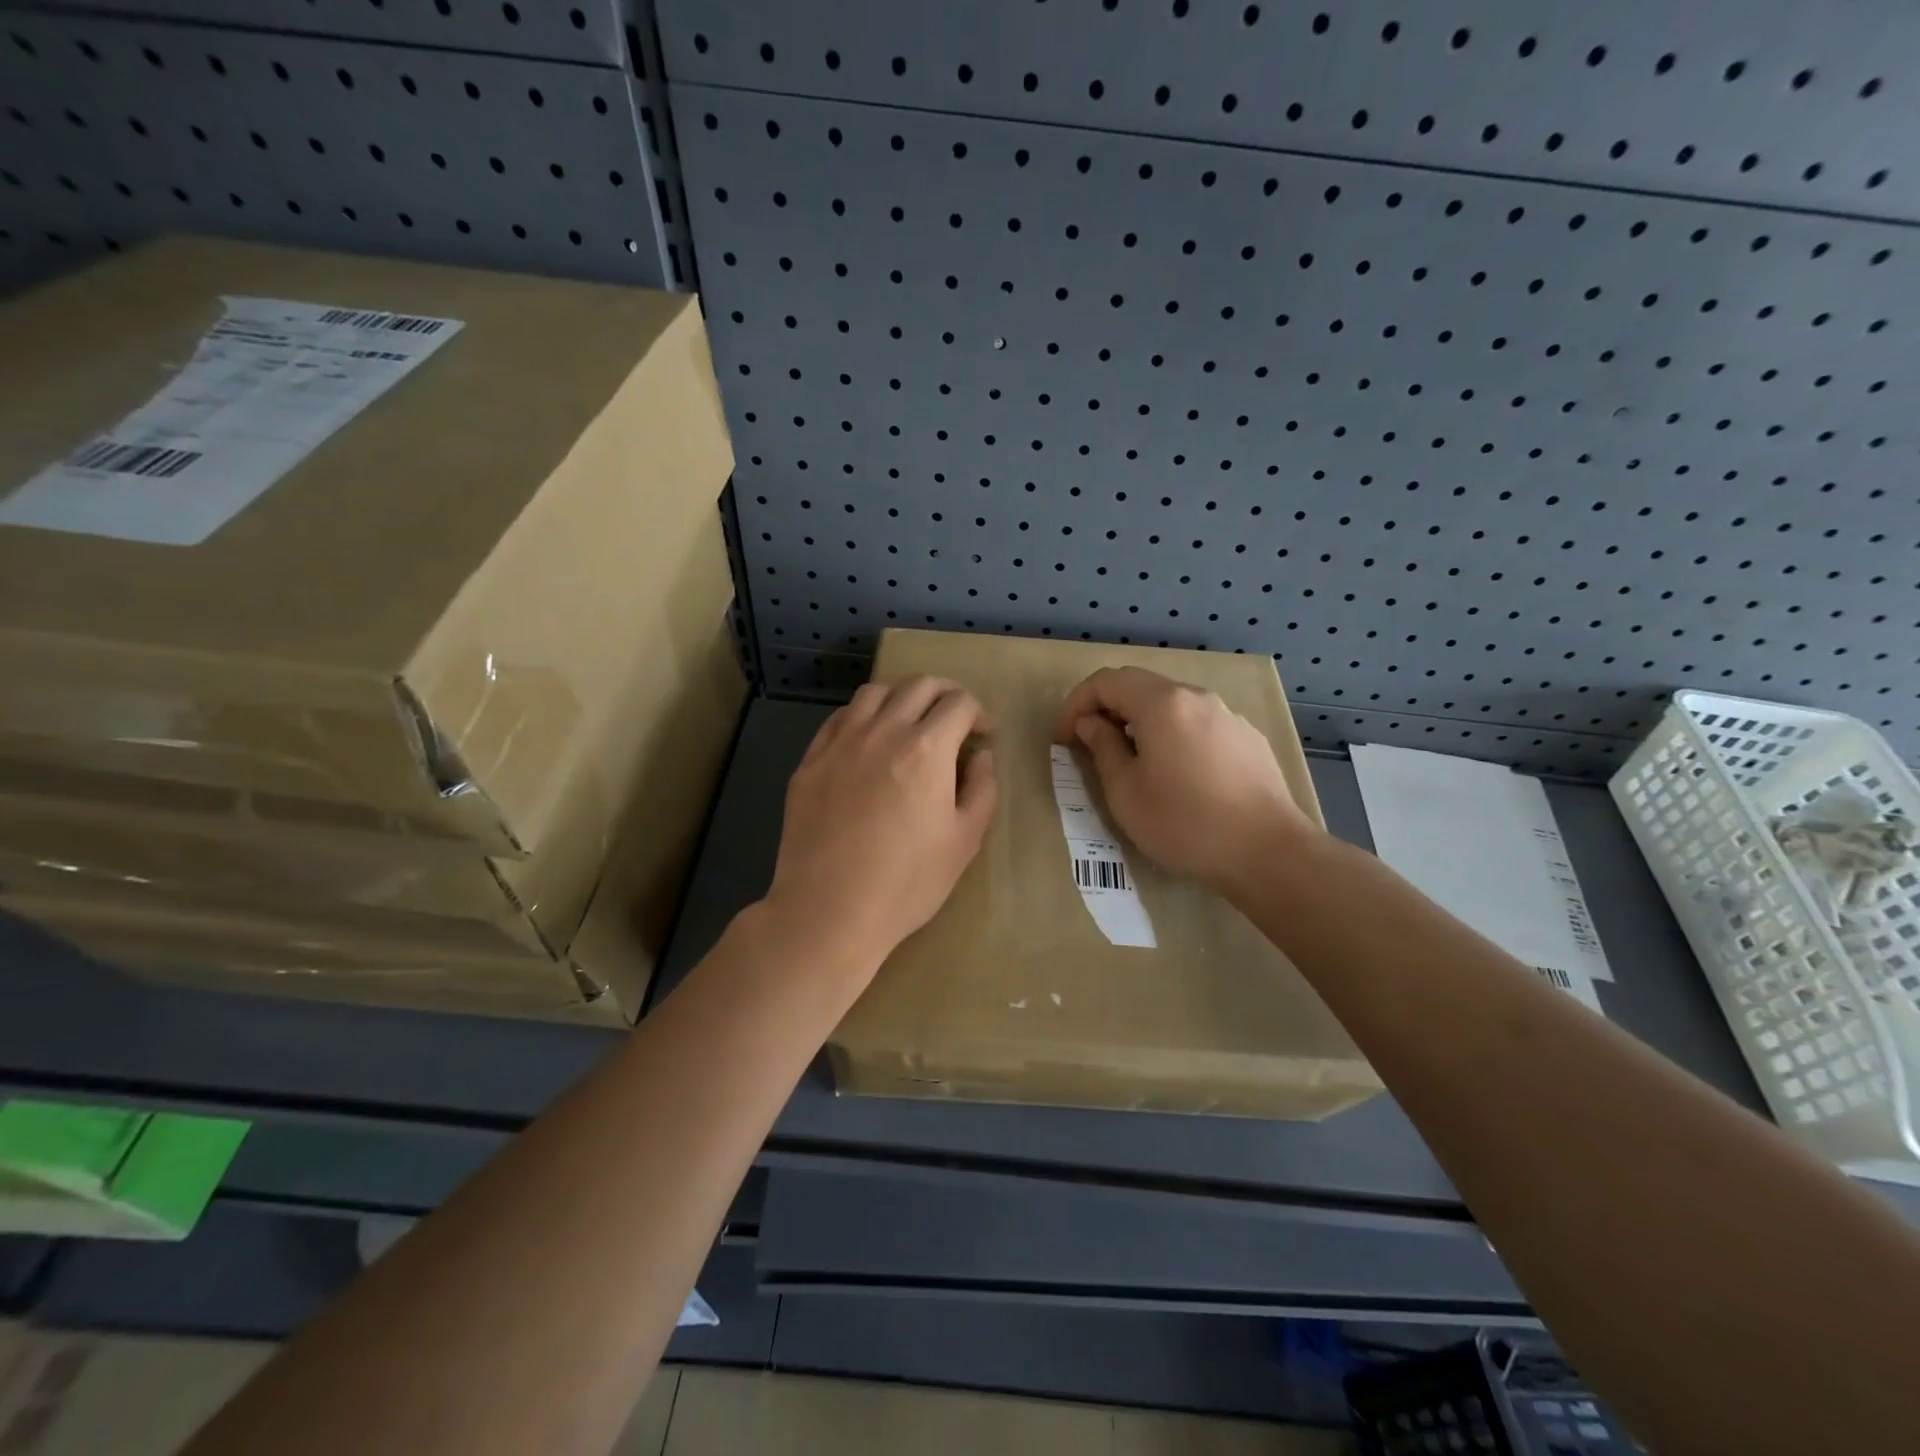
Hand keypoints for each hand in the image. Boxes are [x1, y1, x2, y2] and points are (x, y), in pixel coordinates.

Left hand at [764, 677, 996, 974]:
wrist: (829, 910)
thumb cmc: (907, 882)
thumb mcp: (964, 841)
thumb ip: (981, 789)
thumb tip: (981, 757)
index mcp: (926, 749)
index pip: (959, 703)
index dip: (979, 713)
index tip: (983, 736)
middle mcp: (882, 732)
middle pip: (918, 685)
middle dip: (945, 695)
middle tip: (954, 721)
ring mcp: (840, 743)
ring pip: (874, 692)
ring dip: (902, 697)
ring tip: (910, 722)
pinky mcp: (810, 761)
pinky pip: (839, 719)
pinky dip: (862, 716)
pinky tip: (868, 739)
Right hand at [1053, 667, 1315, 895]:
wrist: (1267, 852)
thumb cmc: (1184, 824)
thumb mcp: (1125, 792)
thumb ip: (1102, 748)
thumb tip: (1092, 724)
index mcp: (1161, 704)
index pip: (1106, 681)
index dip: (1076, 705)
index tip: (1064, 739)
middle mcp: (1196, 697)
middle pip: (1140, 686)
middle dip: (1107, 709)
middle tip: (1090, 745)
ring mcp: (1227, 716)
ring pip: (1171, 704)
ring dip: (1140, 722)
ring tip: (1132, 761)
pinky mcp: (1248, 738)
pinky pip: (1198, 723)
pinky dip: (1173, 735)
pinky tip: (1177, 773)